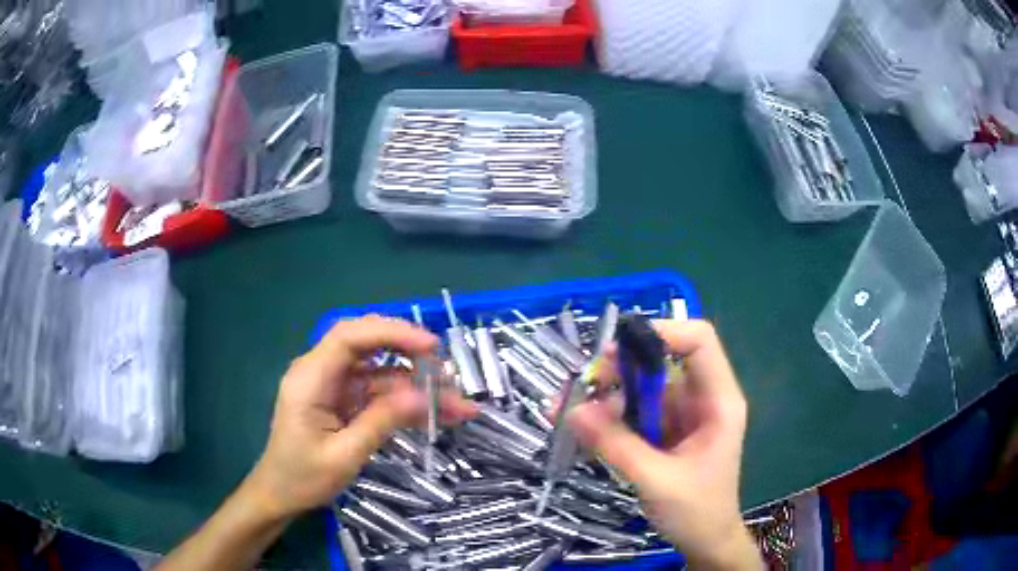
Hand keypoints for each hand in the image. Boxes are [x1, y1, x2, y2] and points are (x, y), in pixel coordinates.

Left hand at [244, 315, 477, 520]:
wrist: (280, 495)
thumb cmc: (303, 478)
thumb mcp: (344, 455)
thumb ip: (381, 421)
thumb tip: (424, 395)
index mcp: (310, 378)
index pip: (350, 337)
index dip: (391, 333)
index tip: (430, 347)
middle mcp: (321, 372)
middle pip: (367, 344)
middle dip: (408, 351)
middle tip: (446, 370)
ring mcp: (333, 386)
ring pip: (380, 370)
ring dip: (416, 384)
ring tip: (456, 404)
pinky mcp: (343, 400)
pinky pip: (379, 392)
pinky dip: (407, 402)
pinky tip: (438, 415)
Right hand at [570, 320, 760, 570]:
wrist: (706, 542)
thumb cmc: (697, 512)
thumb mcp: (657, 480)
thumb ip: (617, 445)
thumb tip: (573, 410)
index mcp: (718, 401)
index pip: (699, 342)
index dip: (663, 332)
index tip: (616, 349)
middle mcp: (700, 399)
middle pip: (660, 363)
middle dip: (618, 370)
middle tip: (580, 387)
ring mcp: (681, 416)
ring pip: (640, 389)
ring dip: (605, 398)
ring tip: (566, 414)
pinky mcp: (663, 432)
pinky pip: (633, 413)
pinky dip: (607, 419)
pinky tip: (582, 430)